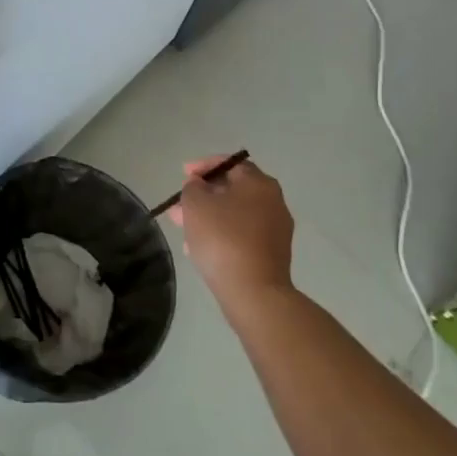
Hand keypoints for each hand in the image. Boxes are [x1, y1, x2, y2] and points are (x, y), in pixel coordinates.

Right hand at [171, 155, 295, 308]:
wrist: (253, 292)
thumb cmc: (222, 238)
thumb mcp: (195, 204)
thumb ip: (193, 188)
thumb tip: (200, 187)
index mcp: (259, 183)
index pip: (230, 163)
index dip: (203, 166)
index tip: (183, 175)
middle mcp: (273, 201)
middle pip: (232, 190)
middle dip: (203, 196)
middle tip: (179, 206)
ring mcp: (276, 229)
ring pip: (235, 215)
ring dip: (209, 217)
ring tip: (183, 230)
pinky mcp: (273, 254)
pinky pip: (242, 235)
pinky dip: (222, 235)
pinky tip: (200, 248)